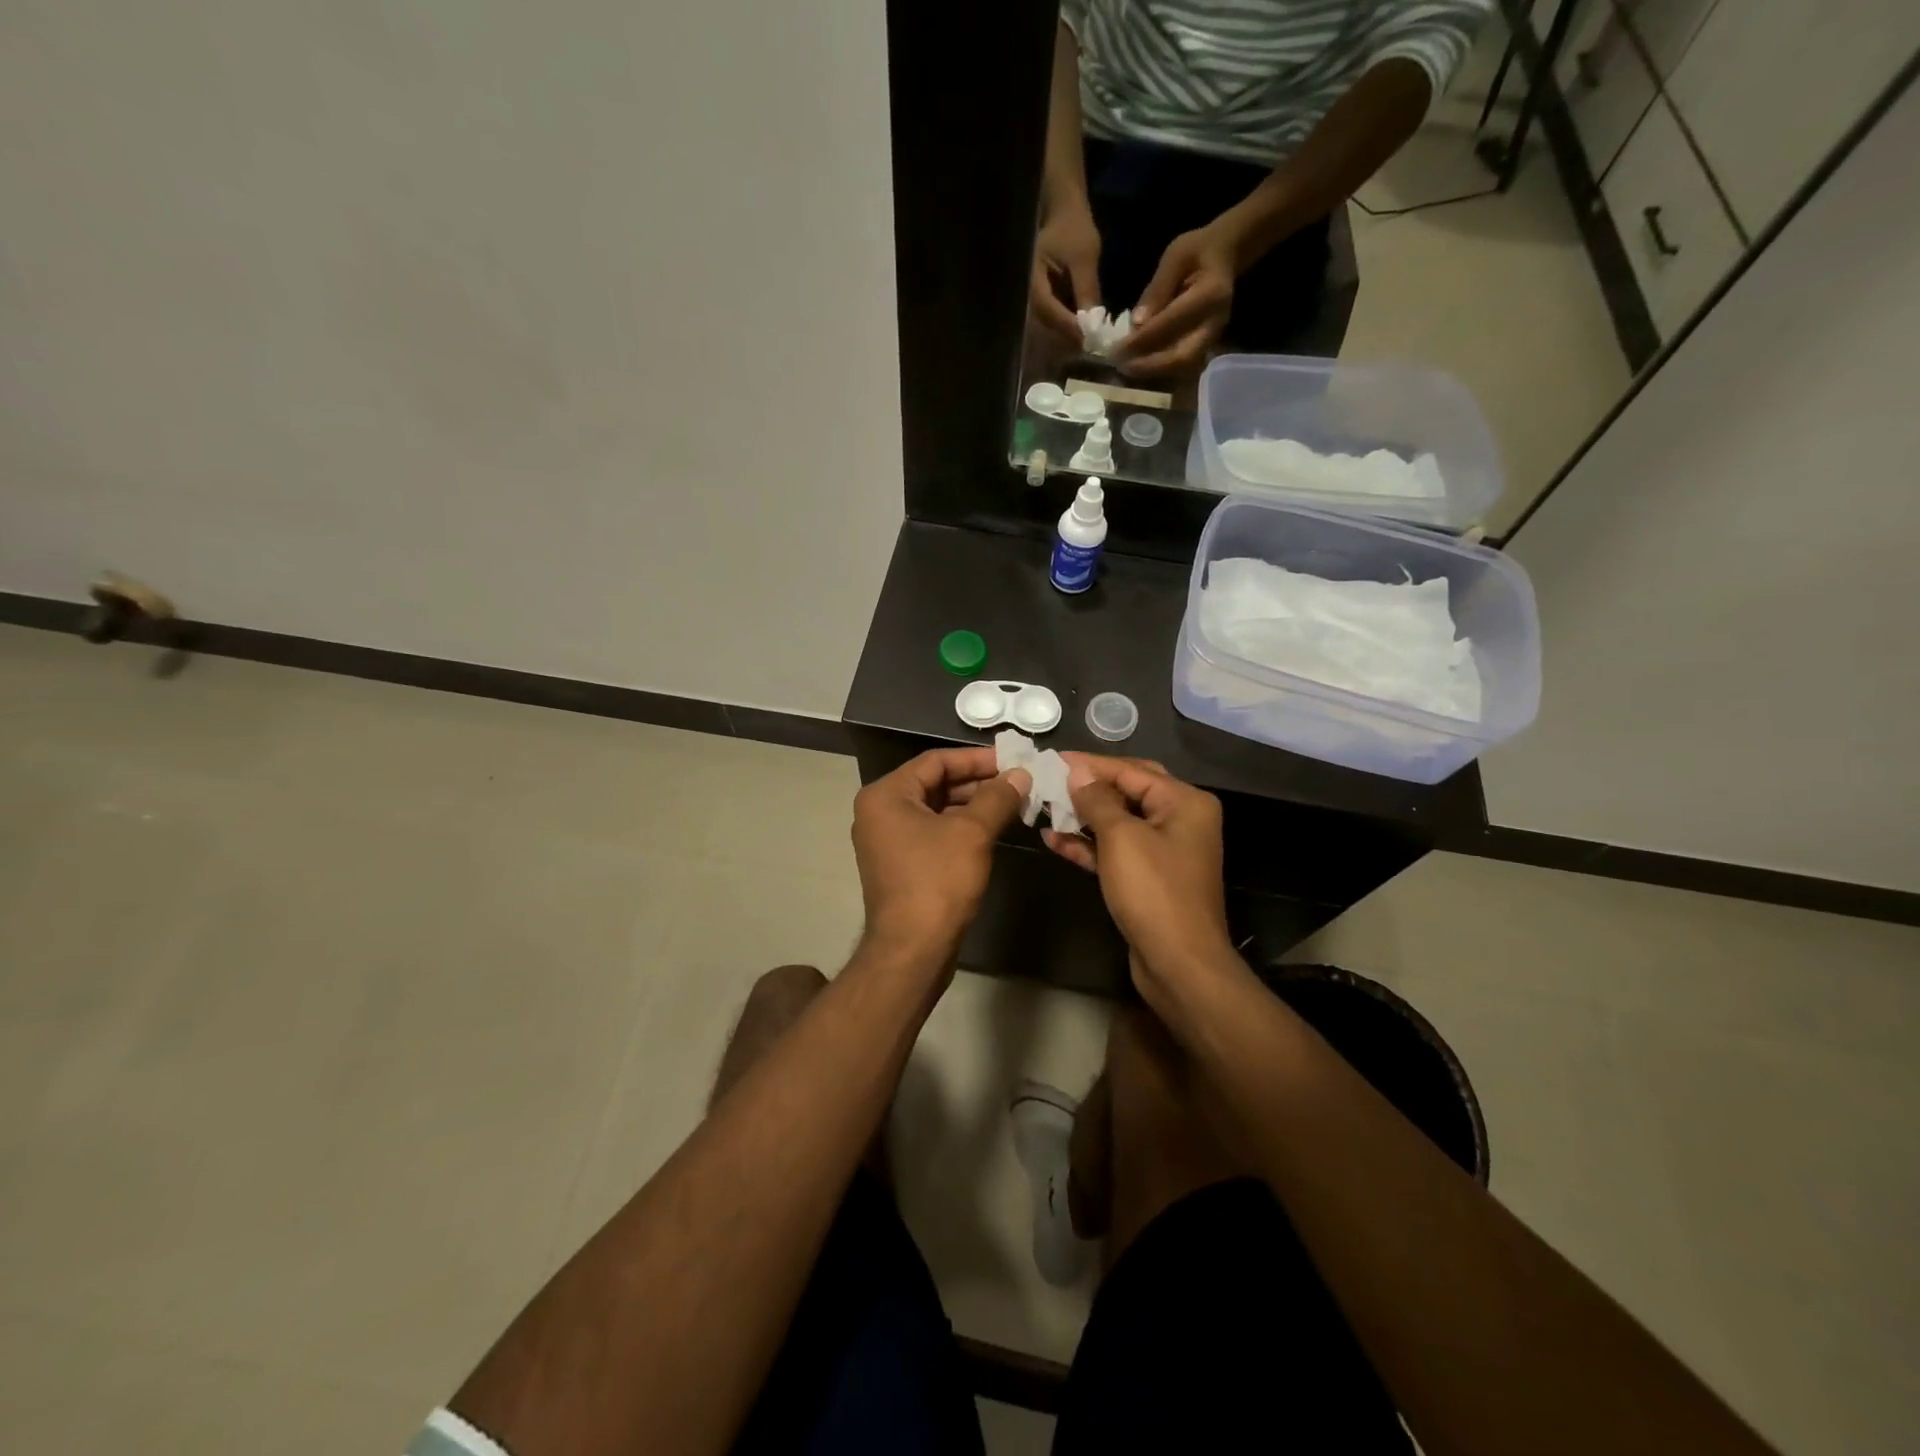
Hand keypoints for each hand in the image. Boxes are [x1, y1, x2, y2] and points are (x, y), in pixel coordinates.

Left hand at [851, 748, 1030, 962]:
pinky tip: (994, 828)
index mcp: (886, 795)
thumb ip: (997, 797)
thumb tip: (1020, 774)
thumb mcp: (972, 833)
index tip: (1012, 760)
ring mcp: (888, 840)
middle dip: (978, 782)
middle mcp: (880, 812)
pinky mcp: (901, 864)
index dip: (976, 758)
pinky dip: (962, 827)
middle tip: (1018, 781)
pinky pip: (933, 832)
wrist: (912, 949)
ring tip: (1014, 803)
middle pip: (934, 783)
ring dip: (973, 805)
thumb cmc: (937, 881)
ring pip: (936, 809)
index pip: (935, 761)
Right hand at [1030, 205, 1102, 349]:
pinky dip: (1068, 328)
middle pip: (1045, 326)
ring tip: (1090, 342)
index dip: (1068, 326)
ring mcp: (1033, 300)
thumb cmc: (1072, 228)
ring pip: (1049, 328)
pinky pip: (1053, 321)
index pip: (1048, 310)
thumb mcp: (1084, 256)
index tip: (1089, 337)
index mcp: (1031, 280)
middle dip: (1069, 337)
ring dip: (1069, 336)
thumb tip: (1093, 323)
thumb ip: (1086, 289)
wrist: (1063, 213)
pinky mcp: (1043, 302)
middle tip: (1092, 346)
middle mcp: (1027, 295)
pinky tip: (1084, 332)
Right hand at [1040, 754, 1234, 1001]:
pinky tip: (1053, 839)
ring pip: (1118, 822)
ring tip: (1044, 807)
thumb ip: (1097, 800)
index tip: (1052, 759)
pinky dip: (1088, 844)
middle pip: (1127, 791)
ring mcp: (1165, 850)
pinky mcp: (1149, 877)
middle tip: (1050, 778)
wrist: (1179, 963)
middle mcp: (1180, 819)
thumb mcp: (1121, 838)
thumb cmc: (1153, 891)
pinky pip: (1116, 850)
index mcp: (1185, 802)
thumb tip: (1077, 771)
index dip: (1090, 764)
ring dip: (1083, 816)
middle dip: (1087, 787)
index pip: (1131, 770)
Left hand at [1117, 224, 1236, 380]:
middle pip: (1181, 357)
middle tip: (1119, 365)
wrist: (1225, 256)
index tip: (1116, 348)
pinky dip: (1158, 371)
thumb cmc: (1197, 251)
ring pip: (1181, 368)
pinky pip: (1181, 368)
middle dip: (1147, 366)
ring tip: (1124, 368)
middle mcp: (1214, 323)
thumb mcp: (1175, 257)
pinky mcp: (1206, 347)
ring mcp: (1212, 339)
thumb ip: (1157, 289)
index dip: (1142, 339)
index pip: (1171, 323)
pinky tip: (1137, 366)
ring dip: (1151, 372)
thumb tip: (1137, 323)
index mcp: (1210, 295)